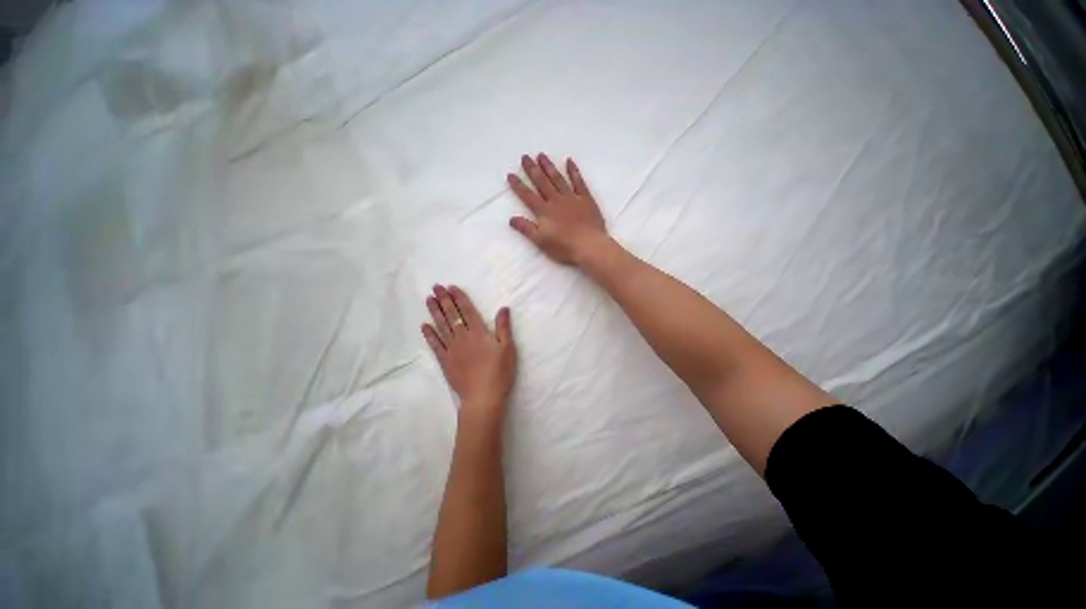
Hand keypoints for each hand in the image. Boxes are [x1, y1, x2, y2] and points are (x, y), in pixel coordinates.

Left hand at [422, 285, 516, 419]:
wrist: (483, 396)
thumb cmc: (499, 372)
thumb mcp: (508, 348)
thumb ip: (504, 327)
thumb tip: (503, 308)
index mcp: (479, 333)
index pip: (467, 311)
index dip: (459, 298)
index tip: (451, 287)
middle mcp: (463, 337)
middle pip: (452, 315)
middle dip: (444, 300)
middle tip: (435, 287)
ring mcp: (452, 349)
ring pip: (441, 326)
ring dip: (435, 312)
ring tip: (428, 299)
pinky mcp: (445, 361)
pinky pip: (435, 345)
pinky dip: (429, 335)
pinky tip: (424, 326)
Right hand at [508, 154, 608, 265]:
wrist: (589, 246)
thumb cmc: (564, 247)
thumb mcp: (541, 241)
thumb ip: (526, 229)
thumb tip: (511, 218)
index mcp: (544, 211)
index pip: (528, 196)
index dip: (518, 185)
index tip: (510, 174)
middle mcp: (556, 200)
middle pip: (542, 182)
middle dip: (532, 169)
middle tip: (525, 157)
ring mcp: (572, 198)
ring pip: (558, 179)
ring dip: (549, 167)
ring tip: (541, 155)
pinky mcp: (586, 199)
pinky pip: (579, 181)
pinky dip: (573, 171)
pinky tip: (569, 161)